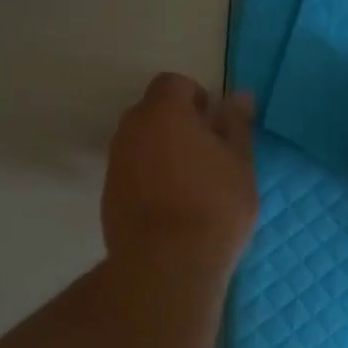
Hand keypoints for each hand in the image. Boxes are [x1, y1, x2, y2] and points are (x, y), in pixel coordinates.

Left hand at [103, 73, 258, 275]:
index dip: (196, 98)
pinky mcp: (108, 195)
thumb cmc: (213, 206)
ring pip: (141, 144)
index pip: (173, 84)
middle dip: (178, 125)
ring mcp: (115, 164)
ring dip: (163, 153)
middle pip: (153, 112)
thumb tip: (238, 96)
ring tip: (192, 186)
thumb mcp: (239, 163)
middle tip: (208, 156)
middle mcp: (131, 130)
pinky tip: (172, 208)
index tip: (215, 127)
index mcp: (163, 112)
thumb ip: (235, 125)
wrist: (166, 263)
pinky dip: (149, 179)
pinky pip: (132, 172)